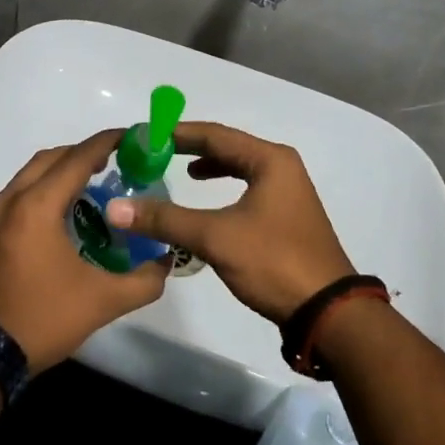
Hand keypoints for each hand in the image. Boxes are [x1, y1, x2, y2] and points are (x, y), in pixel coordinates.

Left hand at [0, 130, 170, 369]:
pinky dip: (37, 193)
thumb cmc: (42, 318)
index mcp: (37, 206)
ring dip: (58, 173)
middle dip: (82, 154)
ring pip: (27, 177)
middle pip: (50, 159)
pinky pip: (13, 197)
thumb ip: (143, 280)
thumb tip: (166, 263)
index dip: (106, 143)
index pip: (77, 158)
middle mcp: (9, 200)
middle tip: (113, 164)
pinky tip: (55, 218)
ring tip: (87, 189)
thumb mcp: (102, 301)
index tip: (131, 136)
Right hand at [104, 122, 354, 325]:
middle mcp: (281, 167)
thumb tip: (116, 208)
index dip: (177, 133)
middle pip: (228, 147)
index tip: (146, 135)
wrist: (328, 311)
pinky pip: (248, 187)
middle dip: (191, 149)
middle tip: (156, 152)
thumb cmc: (274, 262)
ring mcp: (288, 191)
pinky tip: (209, 203)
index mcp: (269, 160)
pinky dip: (225, 188)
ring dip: (210, 168)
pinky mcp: (287, 215)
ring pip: (240, 168)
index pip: (214, 134)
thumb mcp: (215, 237)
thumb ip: (166, 220)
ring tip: (180, 172)